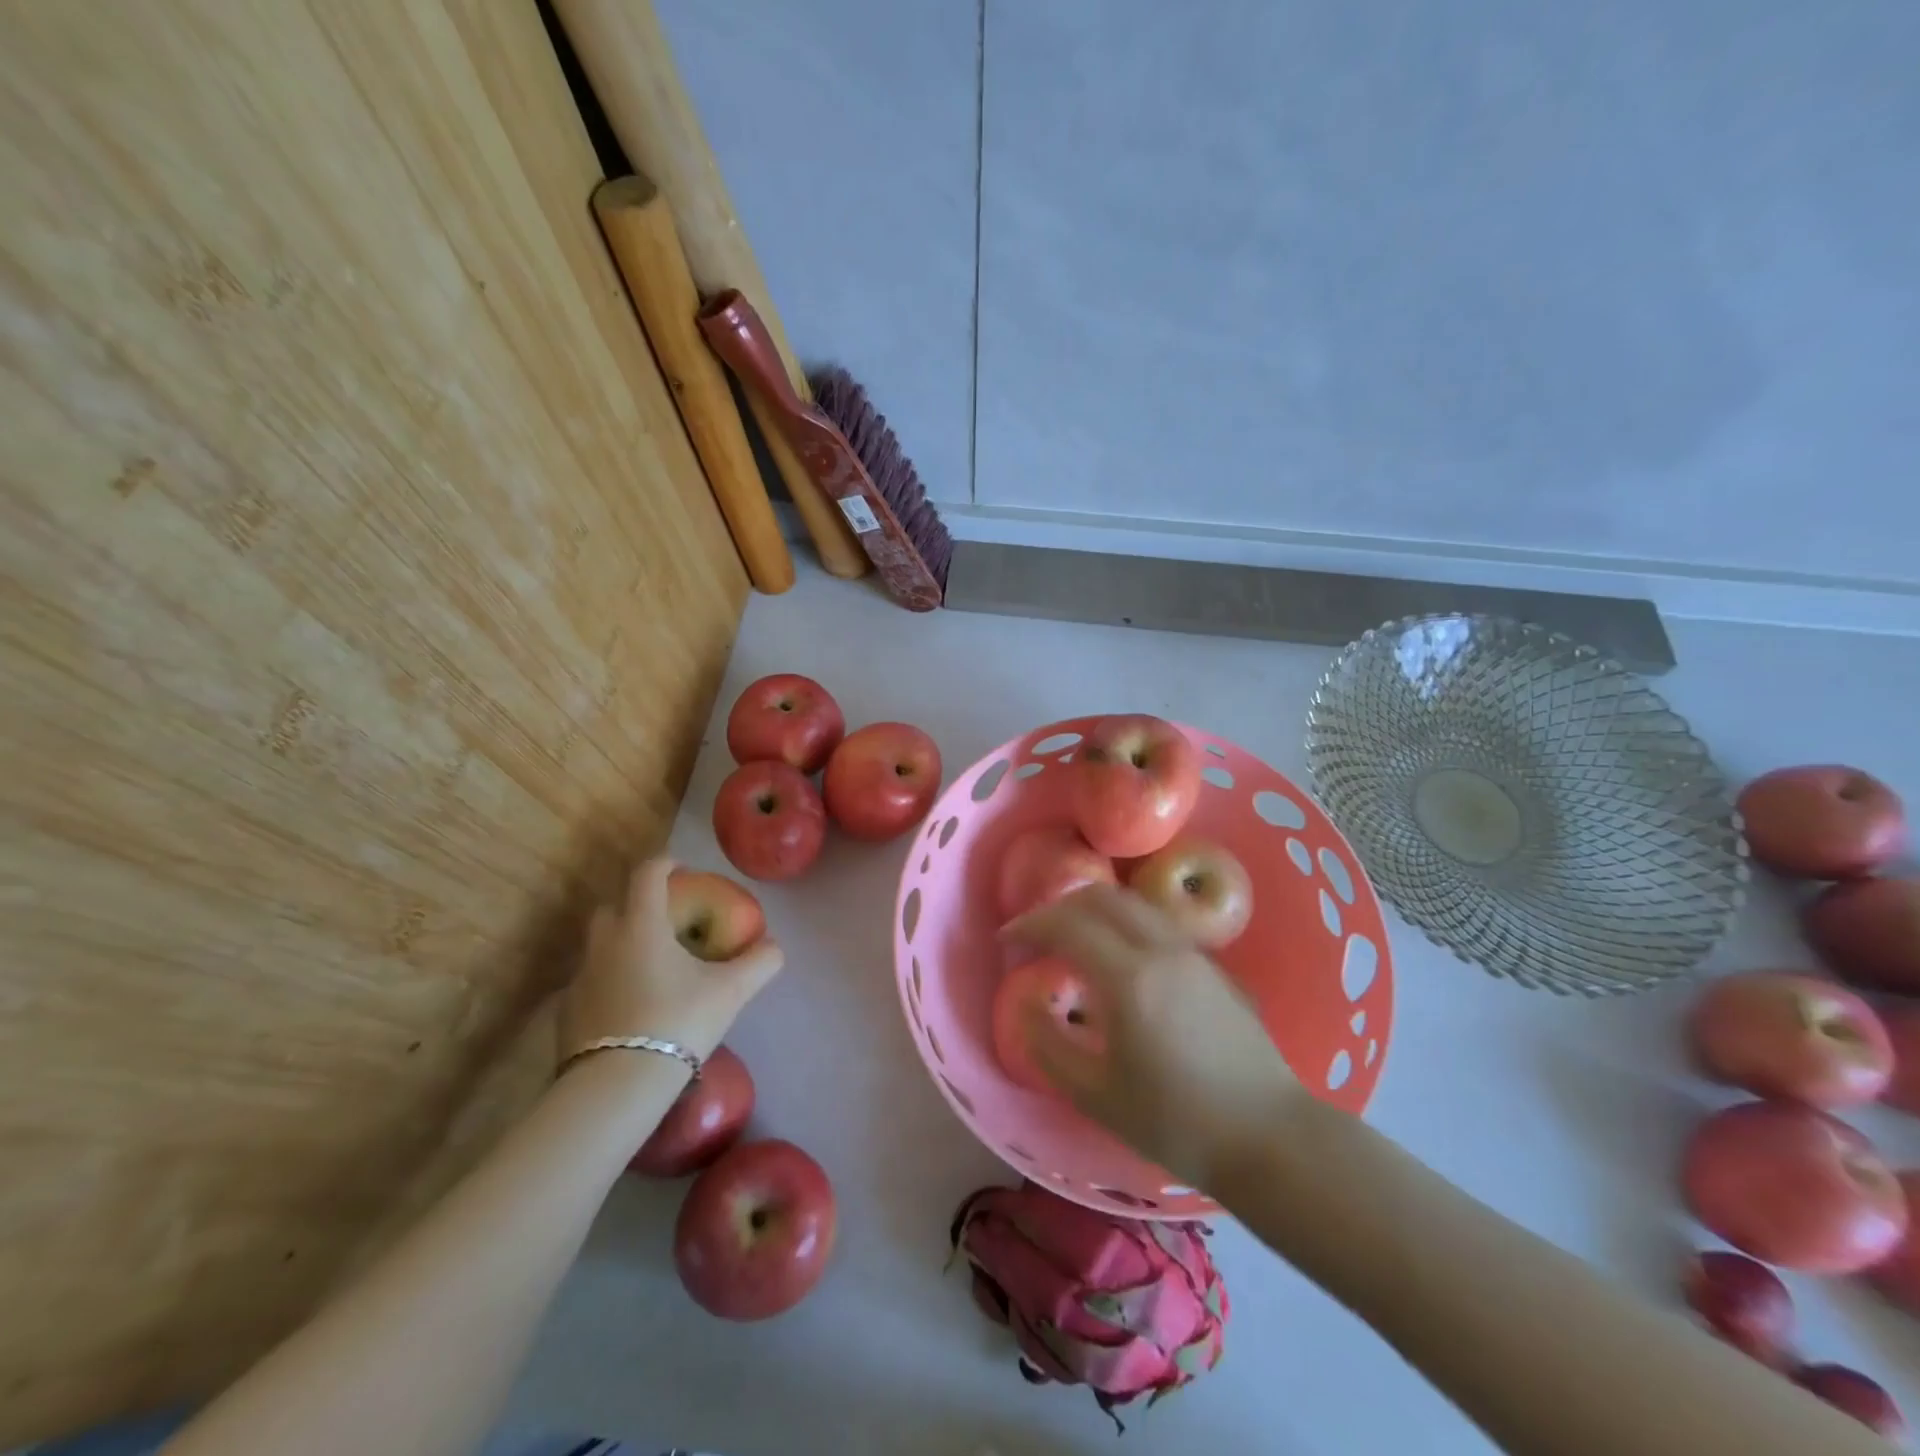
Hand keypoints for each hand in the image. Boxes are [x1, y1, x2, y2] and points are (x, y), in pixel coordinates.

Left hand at [559, 858, 782, 1066]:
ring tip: (649, 965)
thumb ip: (759, 962)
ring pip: (598, 945)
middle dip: (637, 904)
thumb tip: (774, 945)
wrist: (617, 1086)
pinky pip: (589, 981)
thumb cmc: (678, 1022)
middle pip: (614, 906)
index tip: (681, 868)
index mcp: (641, 925)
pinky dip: (608, 980)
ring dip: (621, 943)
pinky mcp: (567, 1011)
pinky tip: (629, 1004)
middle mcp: (604, 942)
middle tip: (666, 921)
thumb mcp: (731, 991)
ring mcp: (580, 977)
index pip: (647, 874)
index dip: (665, 863)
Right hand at [1005, 883, 1308, 1192]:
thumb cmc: (1177, 1123)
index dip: (1030, 925)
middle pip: (1101, 898)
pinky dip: (1124, 923)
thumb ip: (1048, 1044)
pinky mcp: (1214, 967)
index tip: (1006, 941)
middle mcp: (1162, 950)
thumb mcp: (1096, 1095)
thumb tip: (1025, 1002)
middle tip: (1035, 934)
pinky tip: (1118, 958)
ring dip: (1093, 909)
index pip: (1067, 925)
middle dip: (1059, 907)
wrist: (1269, 1139)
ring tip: (1072, 939)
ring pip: (1133, 905)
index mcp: (1129, 978)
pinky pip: (1157, 924)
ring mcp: (1193, 954)